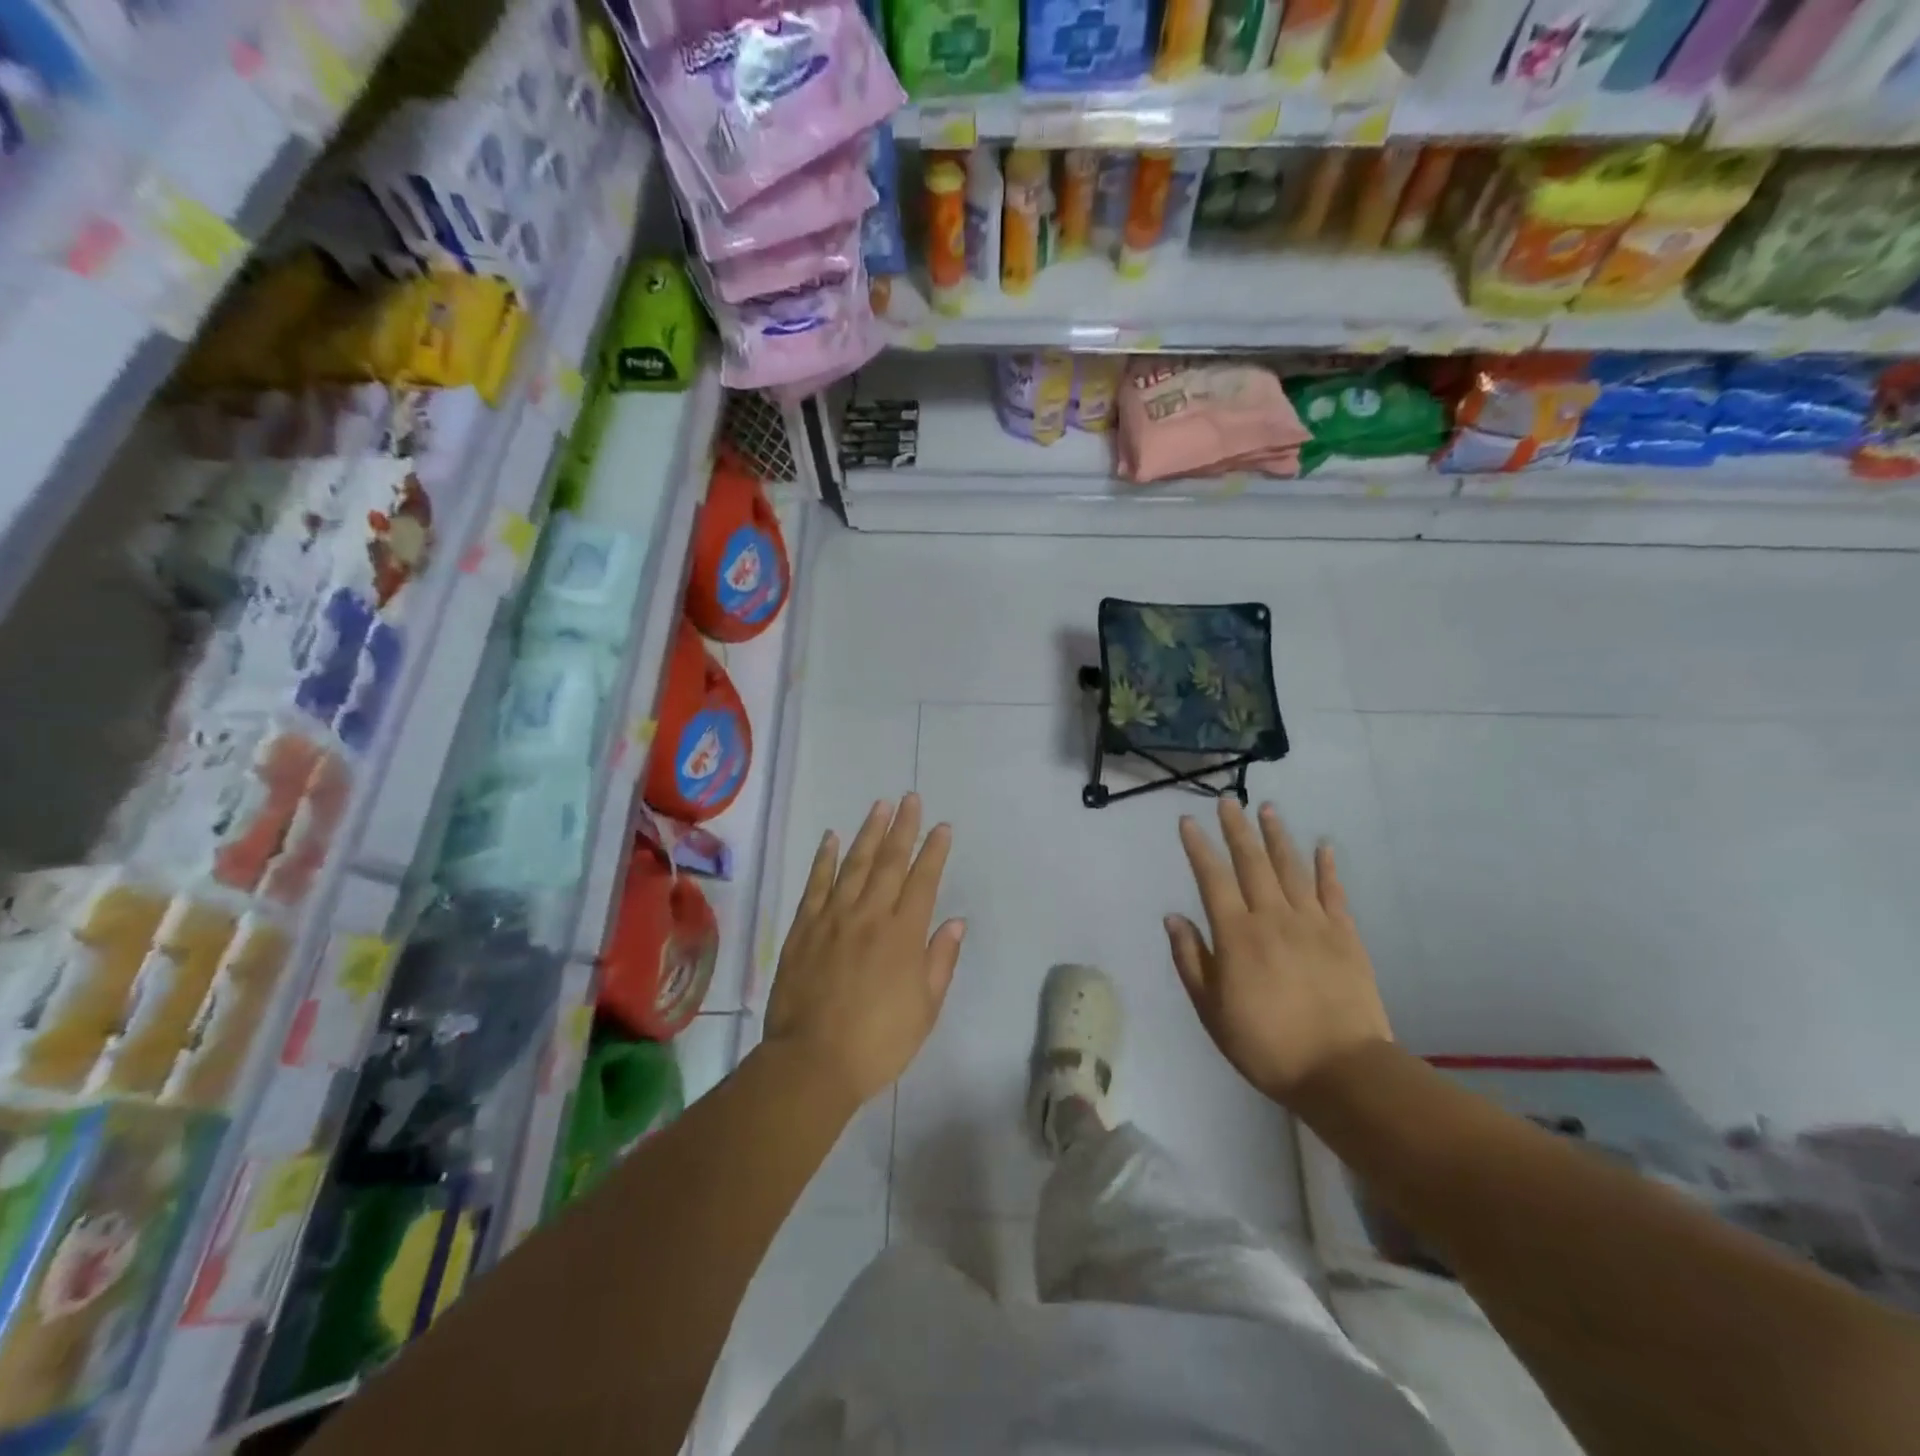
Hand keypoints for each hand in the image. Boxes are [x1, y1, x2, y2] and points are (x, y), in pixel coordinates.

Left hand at [764, 795, 964, 1106]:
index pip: (923, 881)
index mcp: (903, 935)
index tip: (942, 827)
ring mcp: (833, 918)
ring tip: (880, 805)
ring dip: (869, 832)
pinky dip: (824, 858)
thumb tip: (955, 923)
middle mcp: (869, 916)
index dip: (934, 851)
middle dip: (903, 827)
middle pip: (890, 862)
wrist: (812, 1062)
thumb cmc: (878, 1042)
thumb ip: (940, 961)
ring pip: (854, 864)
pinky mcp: (804, 928)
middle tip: (911, 799)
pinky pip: (816, 884)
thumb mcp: (925, 1009)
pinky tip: (832, 838)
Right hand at [1167, 800, 1390, 1105]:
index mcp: (1236, 935)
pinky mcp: (1345, 935)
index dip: (1199, 848)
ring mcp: (1312, 923)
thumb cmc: (1266, 1044)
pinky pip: (1333, 892)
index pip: (1212, 878)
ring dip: (1277, 836)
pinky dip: (1327, 867)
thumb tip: (1173, 918)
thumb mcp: (1211, 1010)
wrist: (1341, 1070)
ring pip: (1291, 868)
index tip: (1188, 822)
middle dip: (1237, 829)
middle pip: (1252, 862)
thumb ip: (1191, 960)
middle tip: (1228, 801)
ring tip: (1268, 809)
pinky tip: (1323, 846)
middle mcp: (1272, 917)